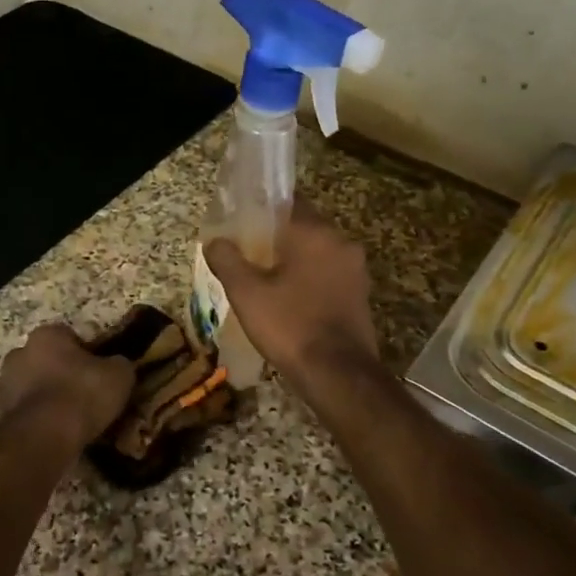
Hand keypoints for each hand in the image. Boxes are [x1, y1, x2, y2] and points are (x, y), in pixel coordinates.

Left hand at [0, 324, 133, 446]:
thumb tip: (118, 365)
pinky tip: (55, 433)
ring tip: (69, 418)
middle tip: (83, 393)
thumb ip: (119, 364)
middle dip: (60, 372)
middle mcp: (19, 353)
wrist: (43, 437)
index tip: (98, 372)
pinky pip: (25, 411)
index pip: (68, 336)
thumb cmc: (82, 394)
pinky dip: (37, 419)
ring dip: (46, 396)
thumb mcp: (119, 375)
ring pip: (31, 385)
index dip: (85, 353)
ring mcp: (4, 385)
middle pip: (45, 359)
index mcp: (46, 335)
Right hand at [205, 206, 378, 385]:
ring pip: (318, 253)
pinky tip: (291, 299)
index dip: (264, 209)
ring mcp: (356, 270)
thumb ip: (227, 260)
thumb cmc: (290, 325)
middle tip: (250, 253)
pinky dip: (311, 279)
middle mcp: (341, 243)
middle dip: (278, 237)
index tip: (243, 222)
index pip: (289, 202)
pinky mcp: (360, 294)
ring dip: (296, 260)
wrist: (338, 374)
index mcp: (316, 233)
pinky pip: (329, 275)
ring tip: (267, 278)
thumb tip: (215, 241)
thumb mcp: (246, 293)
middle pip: (305, 227)